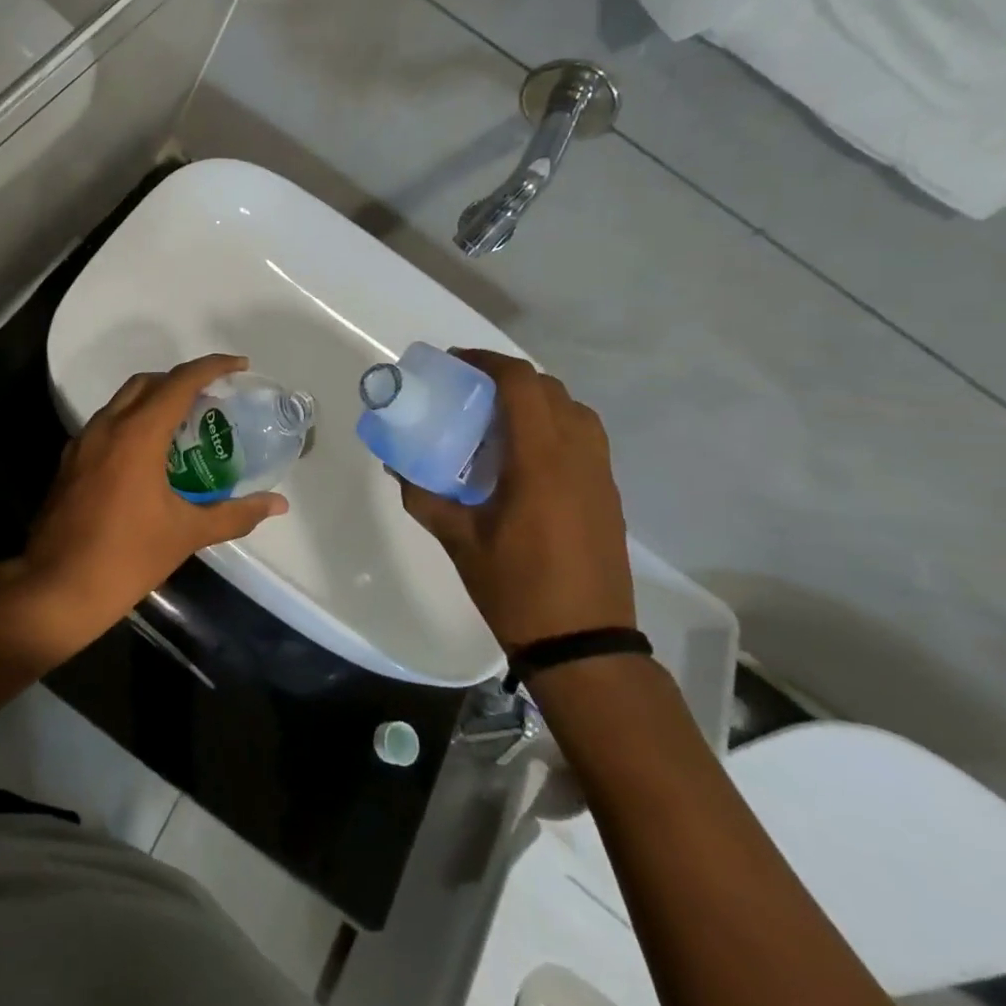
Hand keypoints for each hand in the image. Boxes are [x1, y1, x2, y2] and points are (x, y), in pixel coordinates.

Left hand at [18, 354, 288, 643]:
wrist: (55, 589)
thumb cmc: (126, 557)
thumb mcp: (186, 534)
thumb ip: (235, 514)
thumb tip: (277, 504)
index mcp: (137, 434)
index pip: (180, 382)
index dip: (212, 367)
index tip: (239, 366)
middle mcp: (107, 426)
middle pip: (148, 382)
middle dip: (182, 380)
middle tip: (213, 398)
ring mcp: (83, 443)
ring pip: (123, 401)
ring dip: (155, 400)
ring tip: (186, 424)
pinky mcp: (70, 462)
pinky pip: (107, 424)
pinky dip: (133, 422)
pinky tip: (150, 455)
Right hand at [395, 349, 634, 651]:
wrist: (583, 643)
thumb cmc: (515, 587)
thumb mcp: (457, 539)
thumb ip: (423, 494)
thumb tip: (396, 463)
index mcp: (541, 461)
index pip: (522, 385)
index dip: (488, 361)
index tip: (455, 363)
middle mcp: (578, 456)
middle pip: (550, 389)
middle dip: (509, 377)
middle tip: (470, 390)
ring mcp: (601, 475)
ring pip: (574, 410)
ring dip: (537, 400)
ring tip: (498, 418)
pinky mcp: (609, 494)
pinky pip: (585, 437)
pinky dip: (555, 425)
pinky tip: (524, 456)